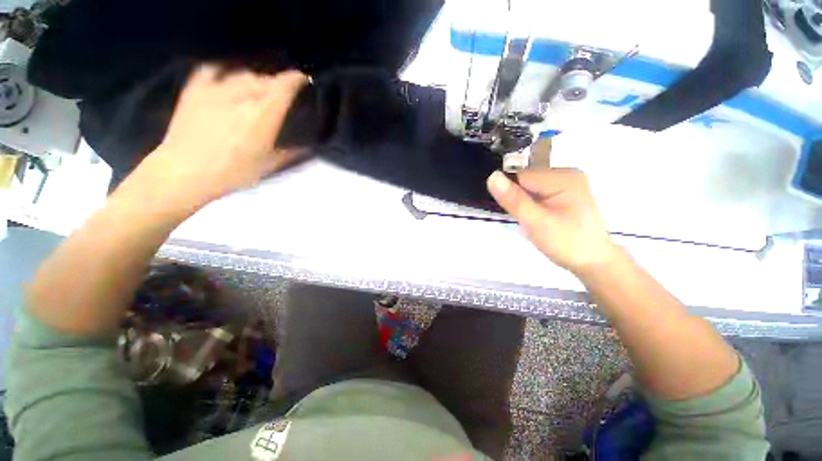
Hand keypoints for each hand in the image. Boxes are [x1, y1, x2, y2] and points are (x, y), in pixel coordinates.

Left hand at [132, 65, 307, 206]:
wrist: (185, 172)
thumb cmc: (233, 172)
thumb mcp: (269, 165)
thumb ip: (291, 153)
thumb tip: (308, 148)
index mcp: (263, 114)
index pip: (284, 86)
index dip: (295, 79)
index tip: (302, 80)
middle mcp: (242, 95)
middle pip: (265, 79)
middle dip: (276, 84)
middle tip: (280, 94)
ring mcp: (216, 89)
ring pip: (243, 74)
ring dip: (255, 80)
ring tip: (257, 90)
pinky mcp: (195, 89)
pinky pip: (213, 70)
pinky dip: (225, 72)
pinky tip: (228, 79)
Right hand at [487, 169, 618, 274]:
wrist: (592, 261)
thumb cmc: (567, 243)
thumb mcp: (536, 222)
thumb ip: (514, 200)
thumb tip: (492, 176)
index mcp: (562, 177)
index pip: (520, 176)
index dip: (511, 194)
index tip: (518, 213)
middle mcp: (565, 174)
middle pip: (524, 180)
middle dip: (519, 199)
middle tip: (529, 220)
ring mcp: (565, 183)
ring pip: (528, 188)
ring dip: (524, 204)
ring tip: (535, 221)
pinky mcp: (562, 193)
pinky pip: (536, 193)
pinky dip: (531, 206)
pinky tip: (539, 218)